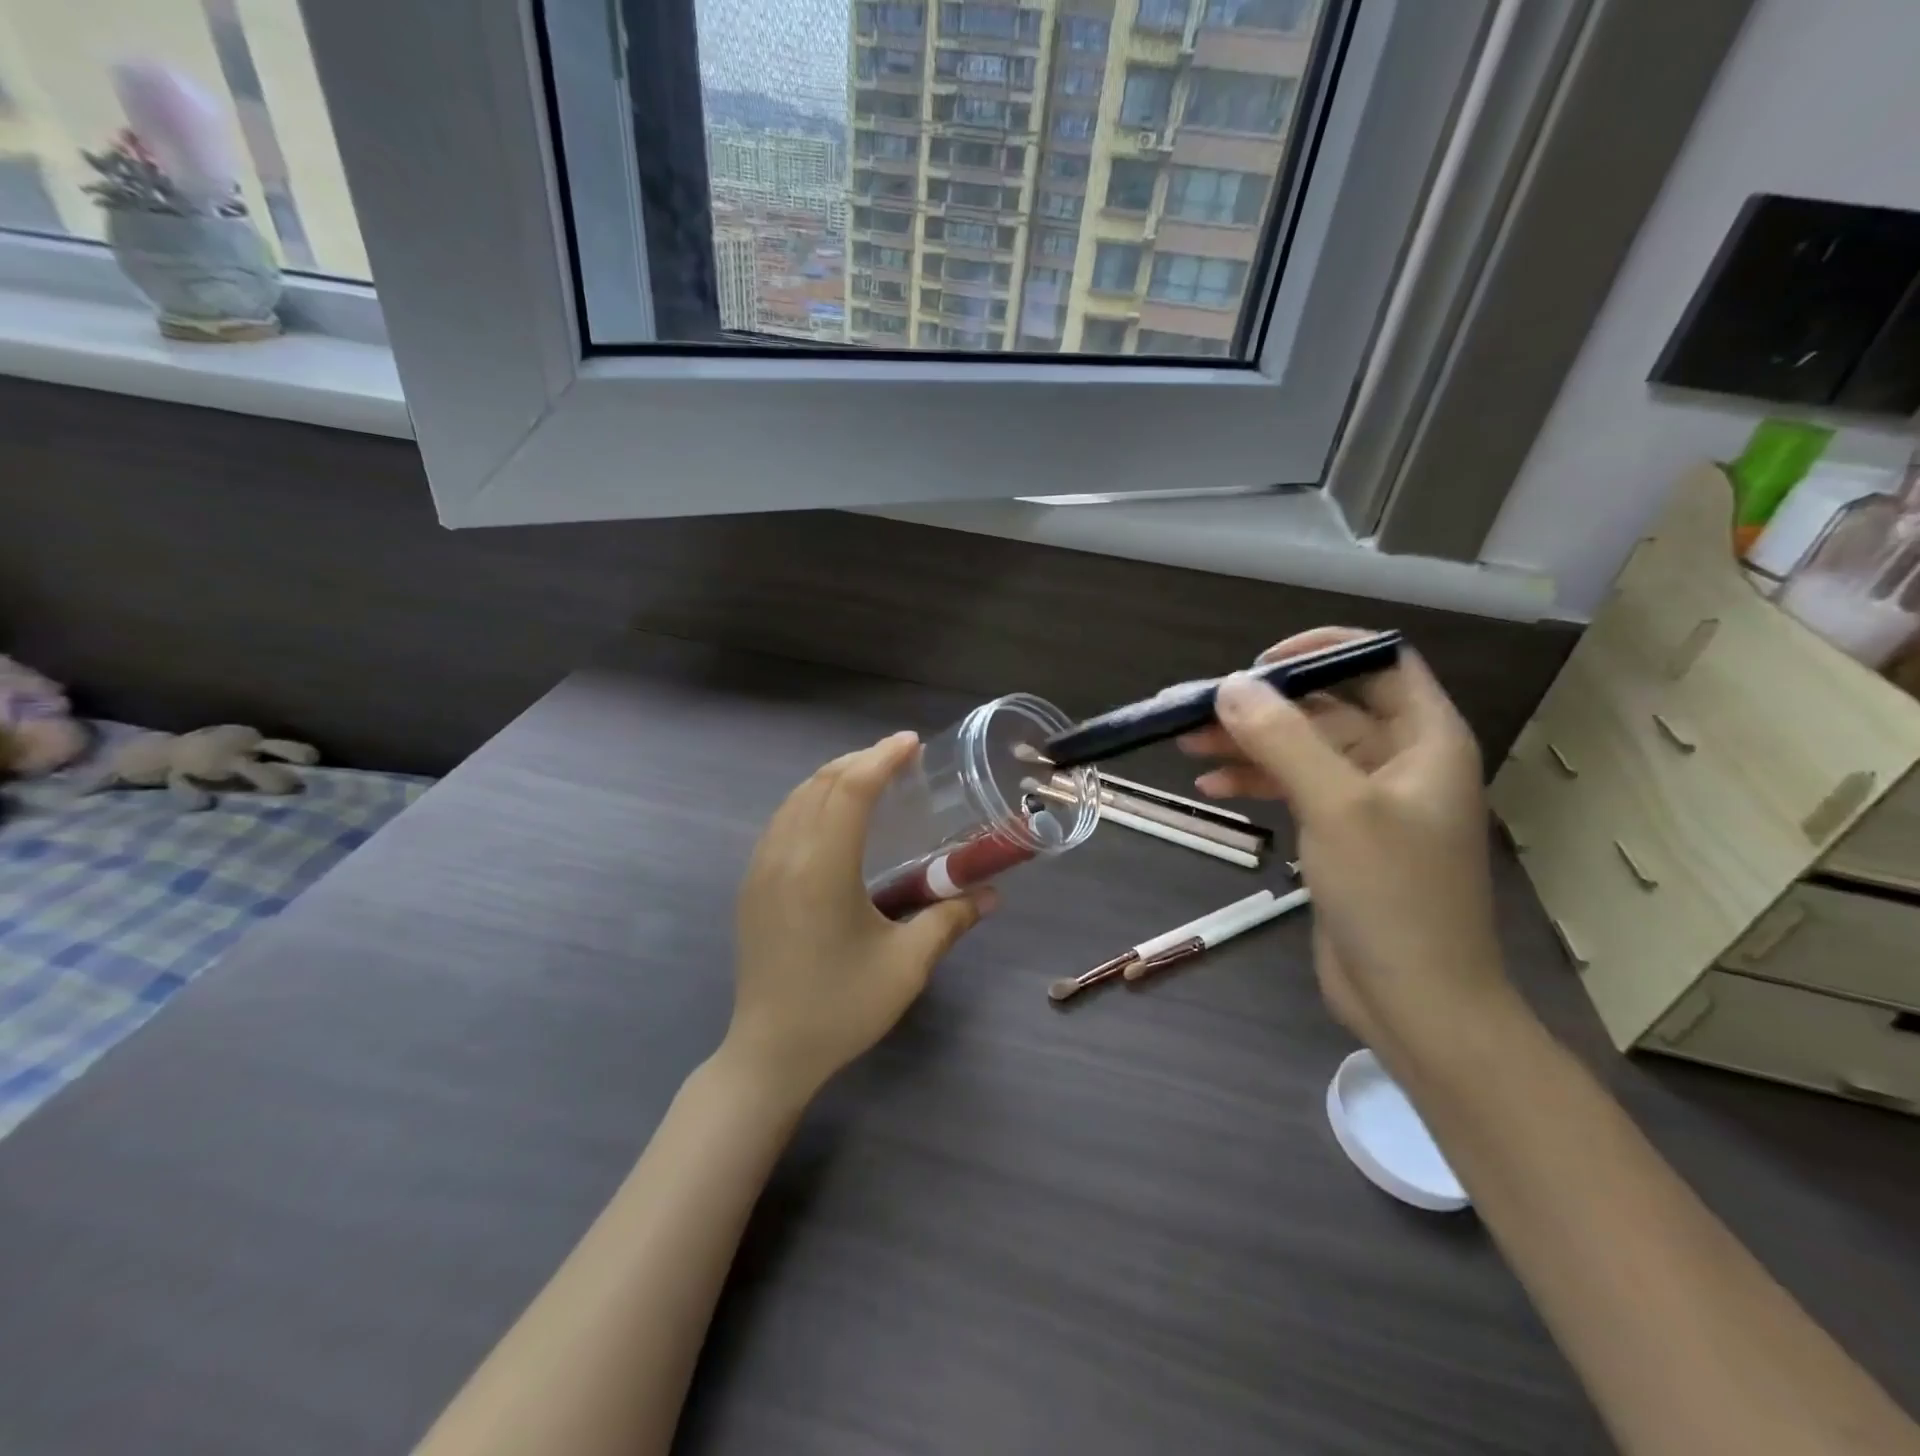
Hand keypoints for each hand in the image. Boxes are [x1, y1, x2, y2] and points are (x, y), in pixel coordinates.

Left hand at [724, 731, 992, 1101]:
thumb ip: (950, 919)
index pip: (851, 789)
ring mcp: (760, 868)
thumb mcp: (907, 965)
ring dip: (834, 777)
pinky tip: (833, 816)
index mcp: (822, 867)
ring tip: (871, 778)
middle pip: (821, 783)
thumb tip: (992, 895)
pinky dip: (811, 800)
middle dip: (861, 760)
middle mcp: (785, 855)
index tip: (912, 743)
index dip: (882, 758)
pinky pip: (782, 820)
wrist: (770, 1052)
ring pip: (796, 798)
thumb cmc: (841, 1007)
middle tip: (900, 758)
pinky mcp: (751, 884)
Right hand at [1180, 628, 1514, 1060]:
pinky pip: (1294, 789)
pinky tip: (1212, 788)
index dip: (1322, 651)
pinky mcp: (1342, 835)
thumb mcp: (1337, 807)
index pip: (1380, 661)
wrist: (1417, 1001)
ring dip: (1249, 744)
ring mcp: (1370, 800)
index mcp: (1426, 739)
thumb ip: (1284, 739)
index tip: (1260, 664)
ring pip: (1303, 749)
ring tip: (1189, 748)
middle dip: (1264, 707)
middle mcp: (1401, 760)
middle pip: (1327, 708)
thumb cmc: (1392, 896)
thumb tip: (1230, 685)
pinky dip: (1255, 782)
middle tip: (1201, 712)